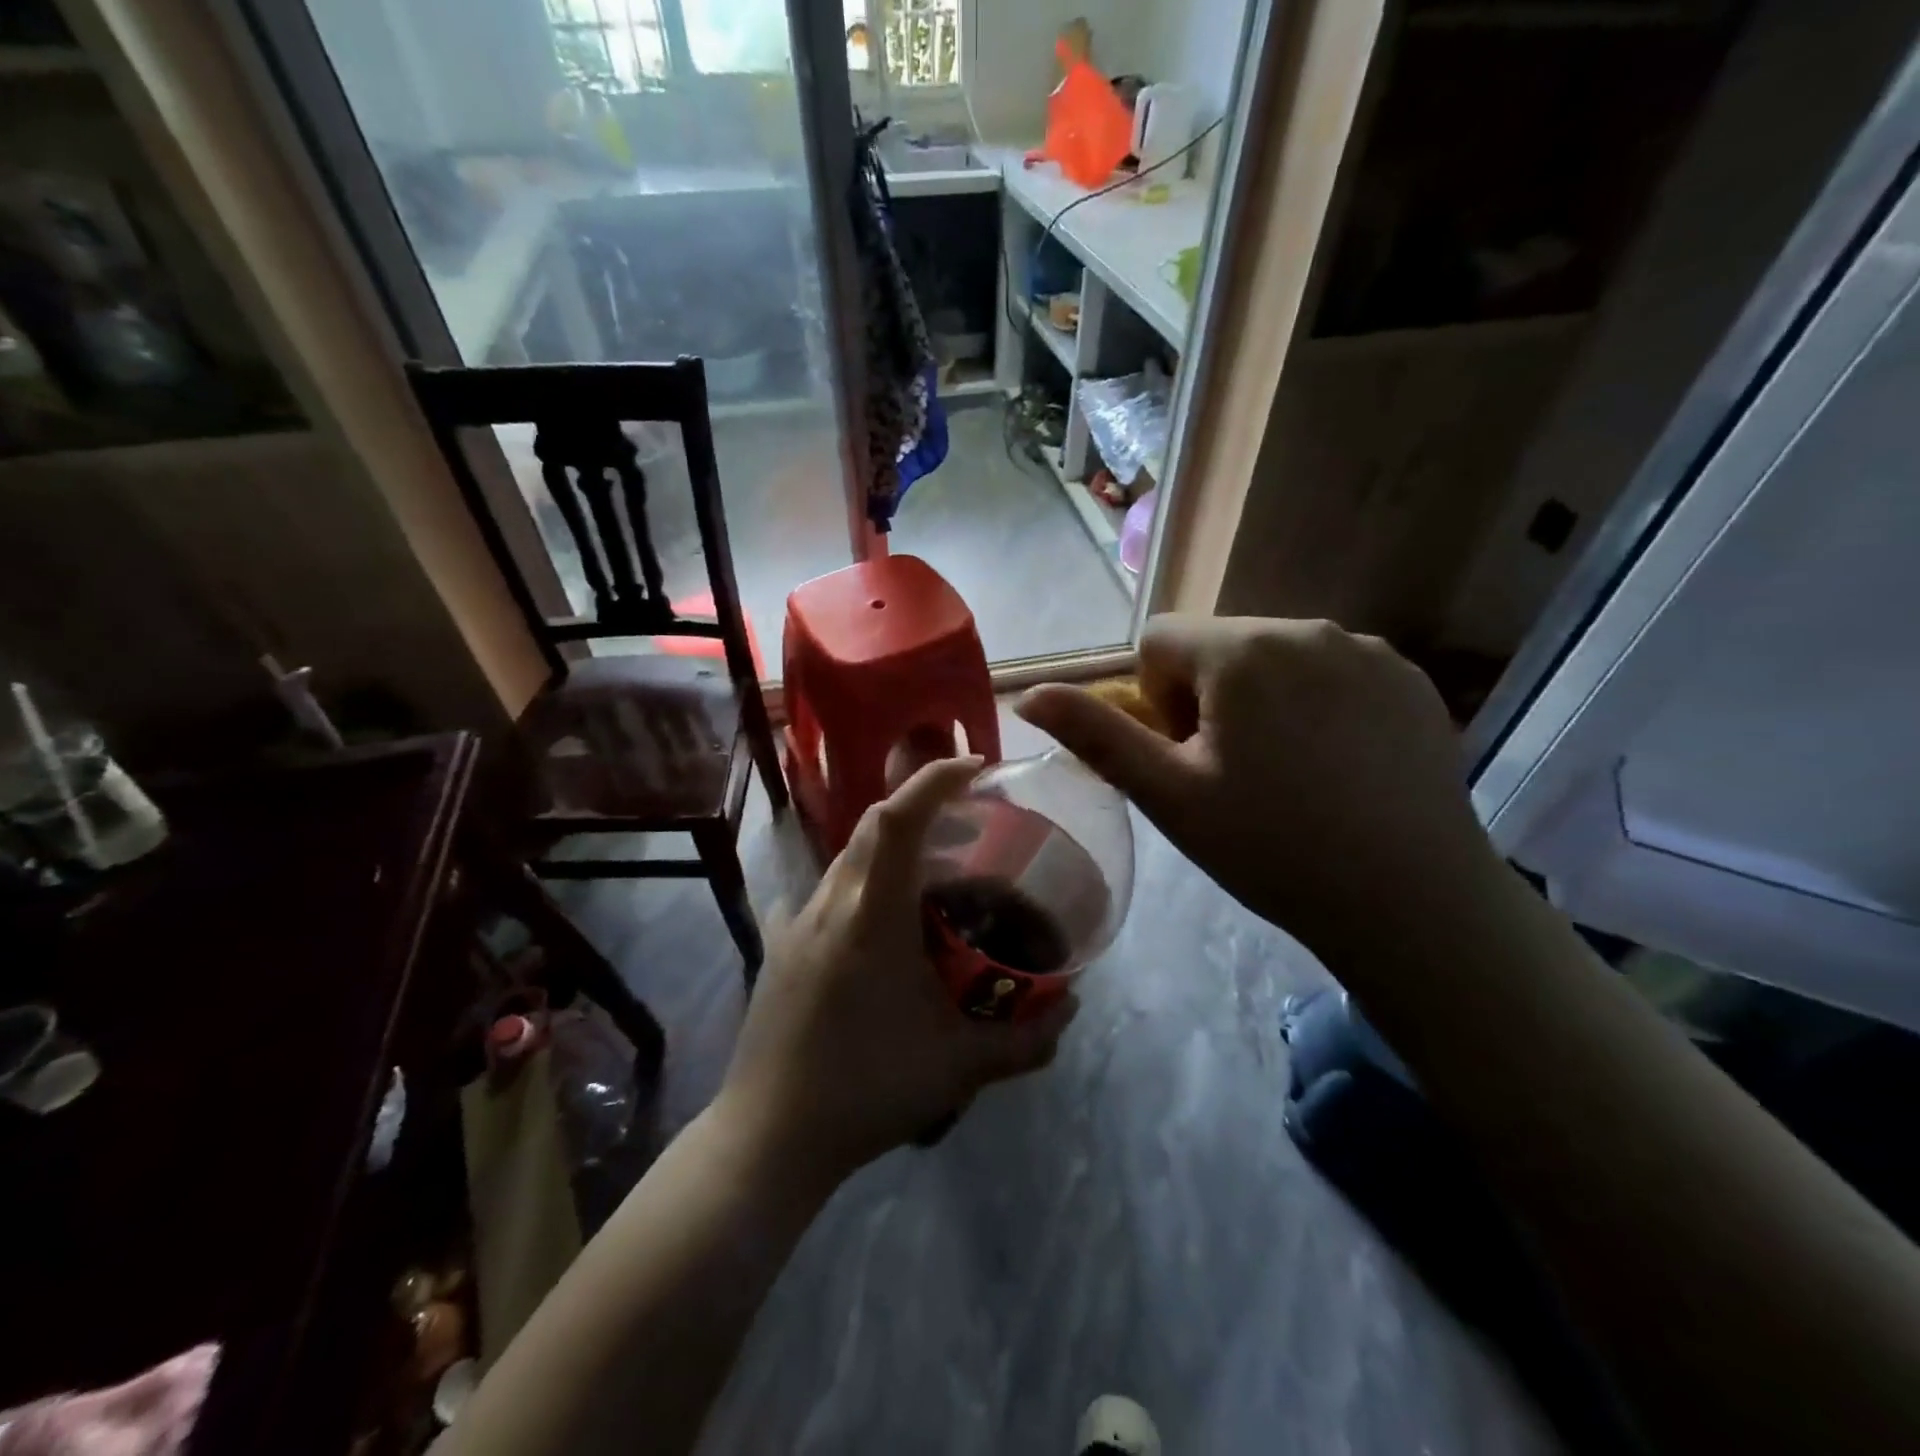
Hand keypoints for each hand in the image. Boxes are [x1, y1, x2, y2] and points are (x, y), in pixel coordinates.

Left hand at [716, 758, 1077, 1181]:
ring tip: (930, 876)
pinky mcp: (778, 948)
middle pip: (871, 826)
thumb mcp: (960, 1067)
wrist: (769, 1136)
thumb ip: (1026, 1040)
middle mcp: (829, 903)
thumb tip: (1072, 1008)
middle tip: (966, 824)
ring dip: (889, 849)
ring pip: (847, 858)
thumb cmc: (867, 1090)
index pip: (898, 818)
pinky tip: (871, 922)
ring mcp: (796, 923)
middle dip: (919, 806)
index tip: (975, 766)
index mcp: (871, 914)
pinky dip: (857, 887)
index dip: (935, 779)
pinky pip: (822, 896)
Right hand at [1016, 616, 1499, 965]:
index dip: (1155, 700)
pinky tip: (1339, 768)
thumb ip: (1095, 734)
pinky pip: (1333, 671)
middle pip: (1217, 646)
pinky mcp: (1410, 678)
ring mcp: (1368, 650)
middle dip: (1206, 697)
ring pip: (1275, 657)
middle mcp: (1307, 627)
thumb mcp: (1167, 795)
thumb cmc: (1270, 847)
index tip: (1188, 757)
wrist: (1410, 901)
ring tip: (1288, 774)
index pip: (1158, 640)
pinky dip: (1317, 705)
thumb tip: (1029, 694)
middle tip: (1233, 774)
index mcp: (1241, 650)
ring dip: (1261, 699)